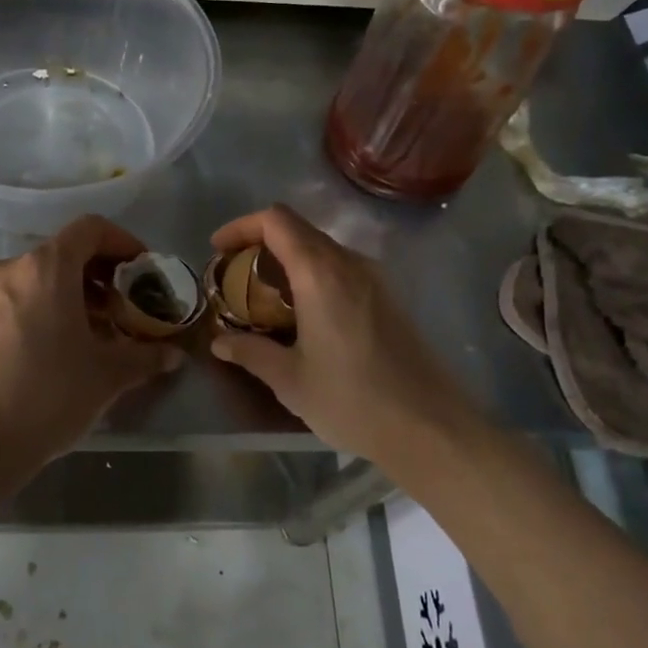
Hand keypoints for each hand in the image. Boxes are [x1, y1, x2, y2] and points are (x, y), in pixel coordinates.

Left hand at [0, 214, 182, 459]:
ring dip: (71, 293)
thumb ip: (146, 355)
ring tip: (93, 331)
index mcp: (47, 268)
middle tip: (123, 306)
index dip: (123, 242)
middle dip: (100, 274)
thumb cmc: (50, 396)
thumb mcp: (108, 375)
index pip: (90, 229)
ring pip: (38, 277)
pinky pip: (15, 298)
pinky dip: (42, 307)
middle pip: (64, 252)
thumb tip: (173, 354)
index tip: (142, 270)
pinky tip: (55, 347)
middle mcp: (11, 268)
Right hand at [208, 204, 481, 464]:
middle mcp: (350, 263)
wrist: (430, 427)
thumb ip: (251, 352)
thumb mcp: (290, 380)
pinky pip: (342, 268)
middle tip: (234, 273)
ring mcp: (375, 278)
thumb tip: (220, 342)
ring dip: (287, 258)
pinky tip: (303, 313)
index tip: (218, 250)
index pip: (276, 221)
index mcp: (321, 273)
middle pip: (298, 228)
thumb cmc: (353, 400)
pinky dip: (312, 274)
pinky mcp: (389, 297)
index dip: (241, 226)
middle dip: (260, 241)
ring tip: (264, 294)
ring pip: (322, 247)